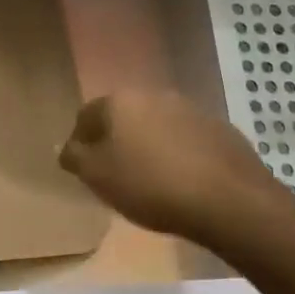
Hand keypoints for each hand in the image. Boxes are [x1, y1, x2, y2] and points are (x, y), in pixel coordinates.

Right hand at [57, 90, 287, 248]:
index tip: (84, 170)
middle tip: (114, 174)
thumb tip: (66, 146)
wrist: (228, 200)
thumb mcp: (98, 177)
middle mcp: (155, 94)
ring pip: (156, 125)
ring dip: (148, 146)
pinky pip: (185, 138)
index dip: (80, 143)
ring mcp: (191, 108)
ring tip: (149, 180)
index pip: (86, 115)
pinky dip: (177, 154)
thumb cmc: (150, 186)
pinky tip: (181, 181)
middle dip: (116, 141)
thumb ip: (75, 157)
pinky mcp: (219, 128)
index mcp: (120, 101)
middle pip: (123, 117)